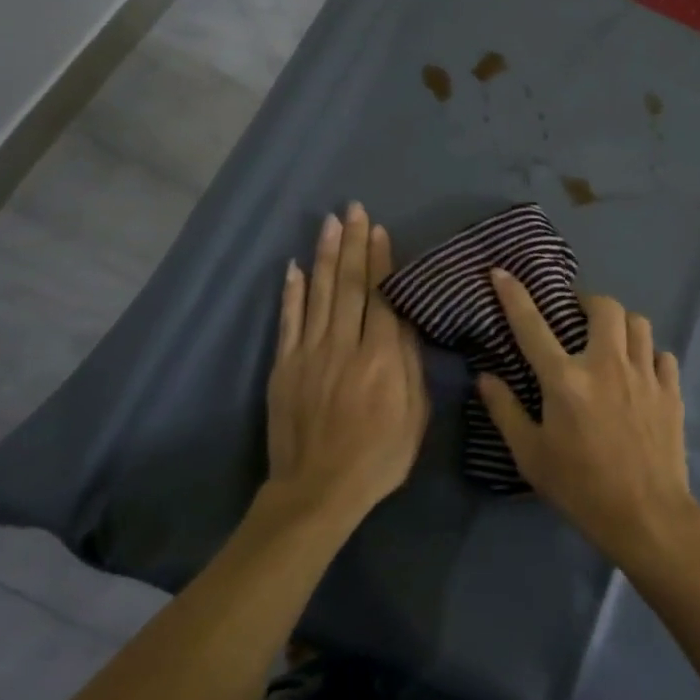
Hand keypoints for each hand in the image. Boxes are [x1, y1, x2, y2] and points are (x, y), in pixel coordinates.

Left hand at [263, 204, 428, 530]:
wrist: (318, 490)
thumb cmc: (379, 457)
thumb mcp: (415, 416)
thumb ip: (410, 366)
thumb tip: (406, 323)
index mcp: (381, 357)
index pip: (381, 297)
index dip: (380, 260)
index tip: (378, 229)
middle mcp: (345, 345)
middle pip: (349, 285)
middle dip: (352, 244)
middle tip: (353, 209)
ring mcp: (310, 353)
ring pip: (319, 294)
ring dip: (324, 256)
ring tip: (329, 223)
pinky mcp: (285, 366)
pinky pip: (289, 321)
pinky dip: (292, 292)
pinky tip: (294, 267)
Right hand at [476, 271, 699, 567]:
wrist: (647, 517)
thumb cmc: (581, 488)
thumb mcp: (531, 456)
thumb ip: (505, 411)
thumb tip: (484, 377)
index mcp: (566, 380)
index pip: (532, 325)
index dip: (514, 295)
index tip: (502, 272)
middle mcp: (606, 365)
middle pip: (603, 306)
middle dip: (587, 302)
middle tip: (575, 317)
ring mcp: (644, 375)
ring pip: (638, 322)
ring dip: (620, 324)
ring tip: (609, 340)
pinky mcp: (670, 391)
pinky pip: (661, 354)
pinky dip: (648, 355)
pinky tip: (639, 372)